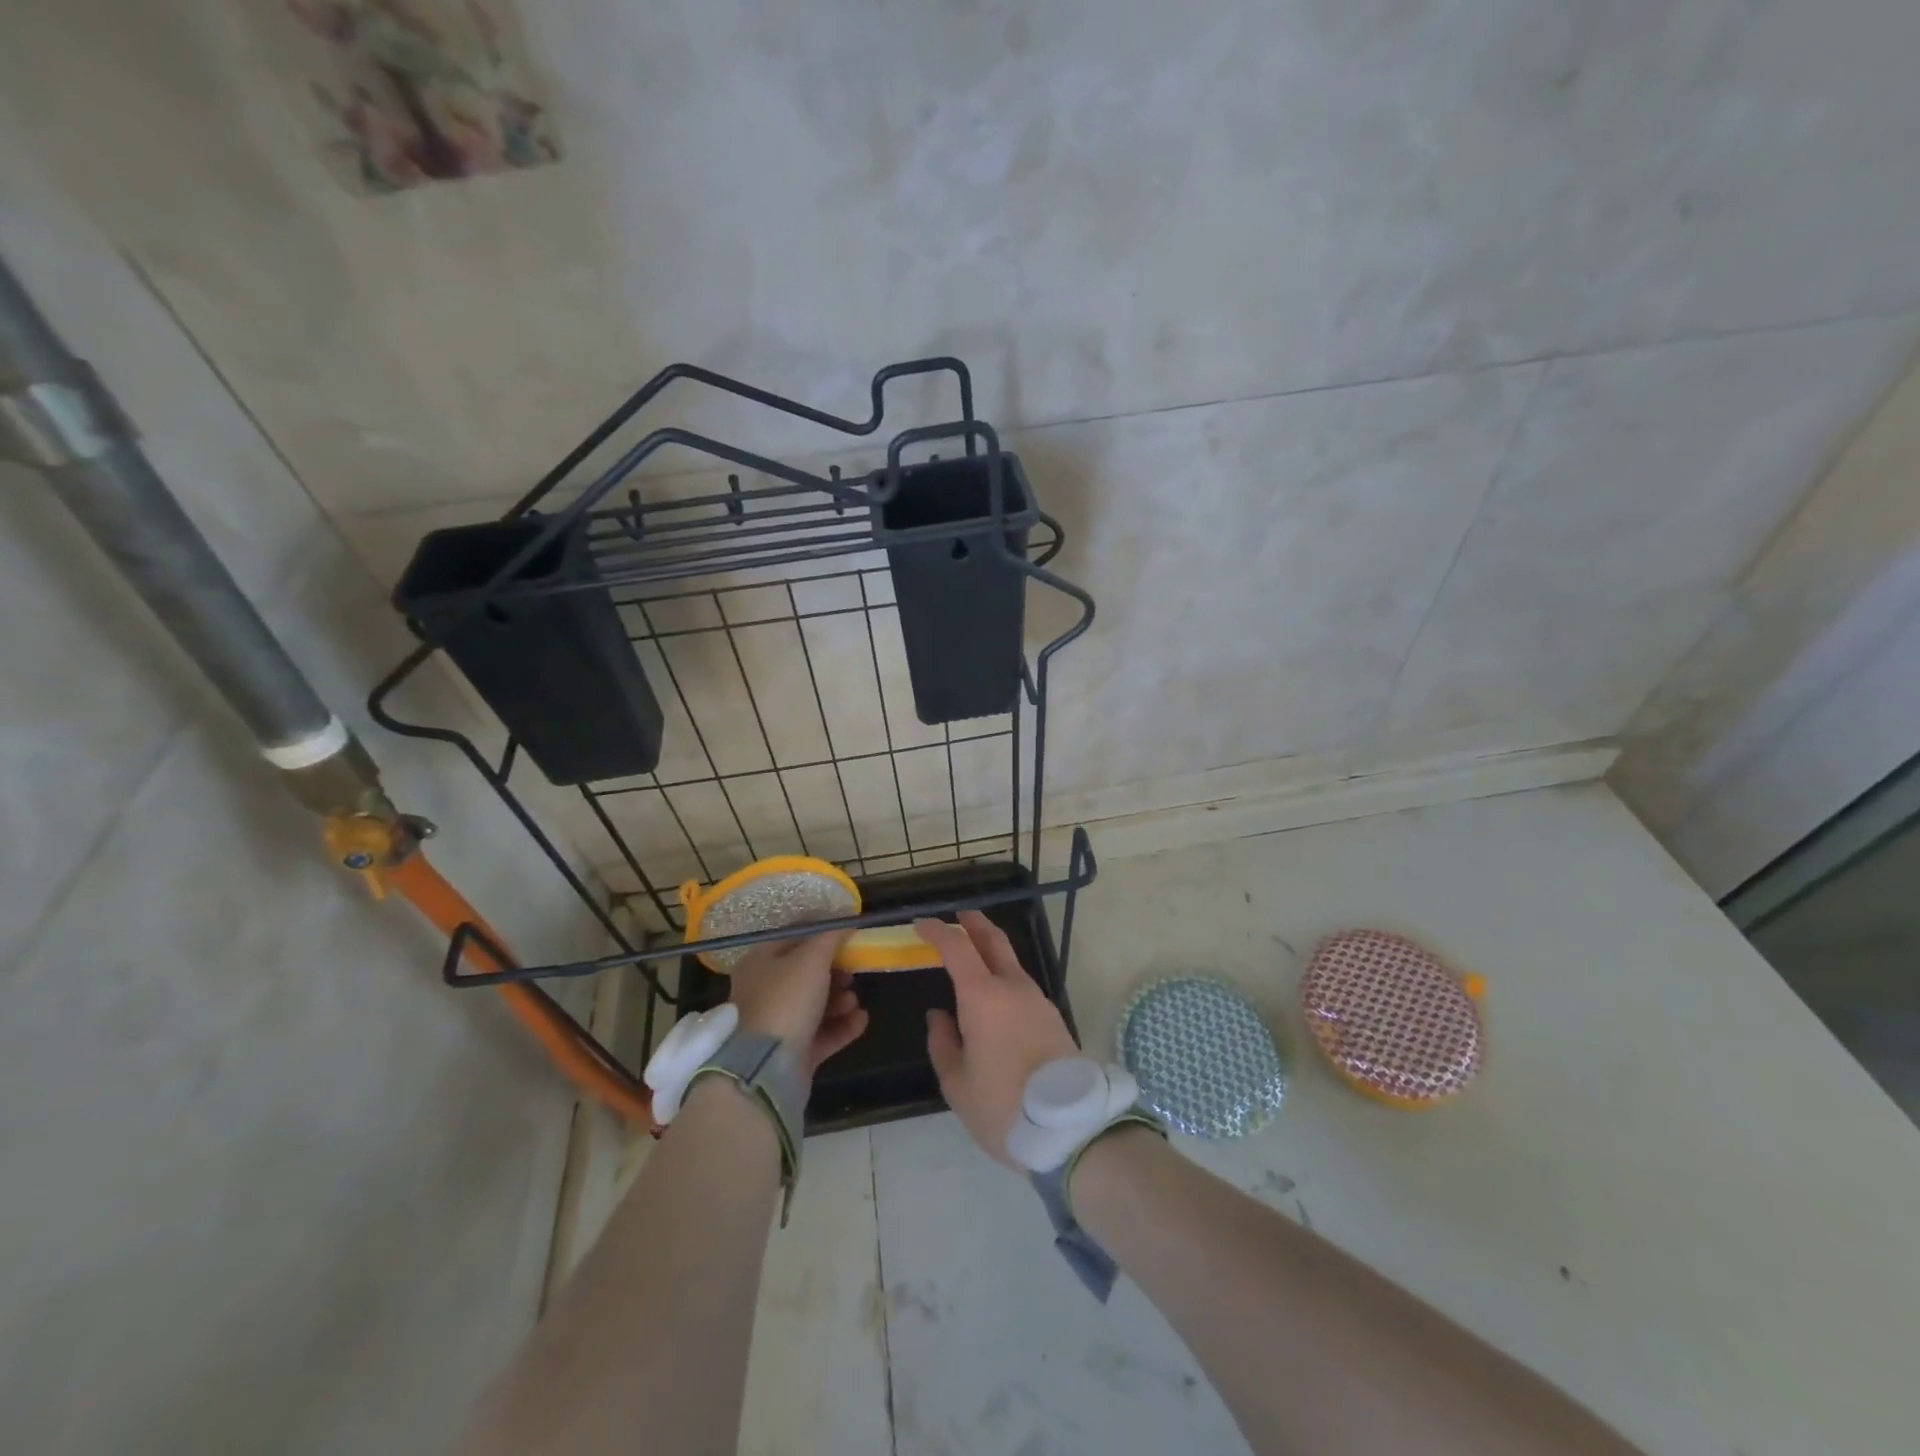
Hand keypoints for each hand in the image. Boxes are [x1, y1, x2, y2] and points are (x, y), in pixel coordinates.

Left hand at [726, 929, 868, 1077]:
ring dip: (839, 1000)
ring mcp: (776, 1026)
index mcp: (759, 963)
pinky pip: (821, 1035)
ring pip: (814, 1006)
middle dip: (834, 972)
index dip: (820, 934)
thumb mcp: (811, 958)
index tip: (848, 936)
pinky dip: (842, 1026)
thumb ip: (830, 938)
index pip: (792, 939)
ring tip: (854, 1001)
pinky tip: (861, 1020)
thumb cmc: (786, 999)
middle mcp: (763, 992)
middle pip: (804, 975)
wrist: (765, 1068)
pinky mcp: (790, 1054)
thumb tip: (845, 923)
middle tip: (852, 973)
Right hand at [917, 911, 1078, 1167]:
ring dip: (990, 950)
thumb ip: (943, 1042)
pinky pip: (1021, 984)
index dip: (937, 931)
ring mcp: (1037, 1000)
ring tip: (971, 957)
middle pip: (993, 940)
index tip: (920, 924)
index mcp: (983, 996)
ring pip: (1011, 962)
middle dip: (973, 923)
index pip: (957, 947)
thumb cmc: (1002, 1105)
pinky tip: (994, 996)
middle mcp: (1013, 987)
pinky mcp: (1052, 1017)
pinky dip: (1003, 975)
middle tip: (957, 916)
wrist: (1070, 1129)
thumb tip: (940, 1015)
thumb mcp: (957, 1083)